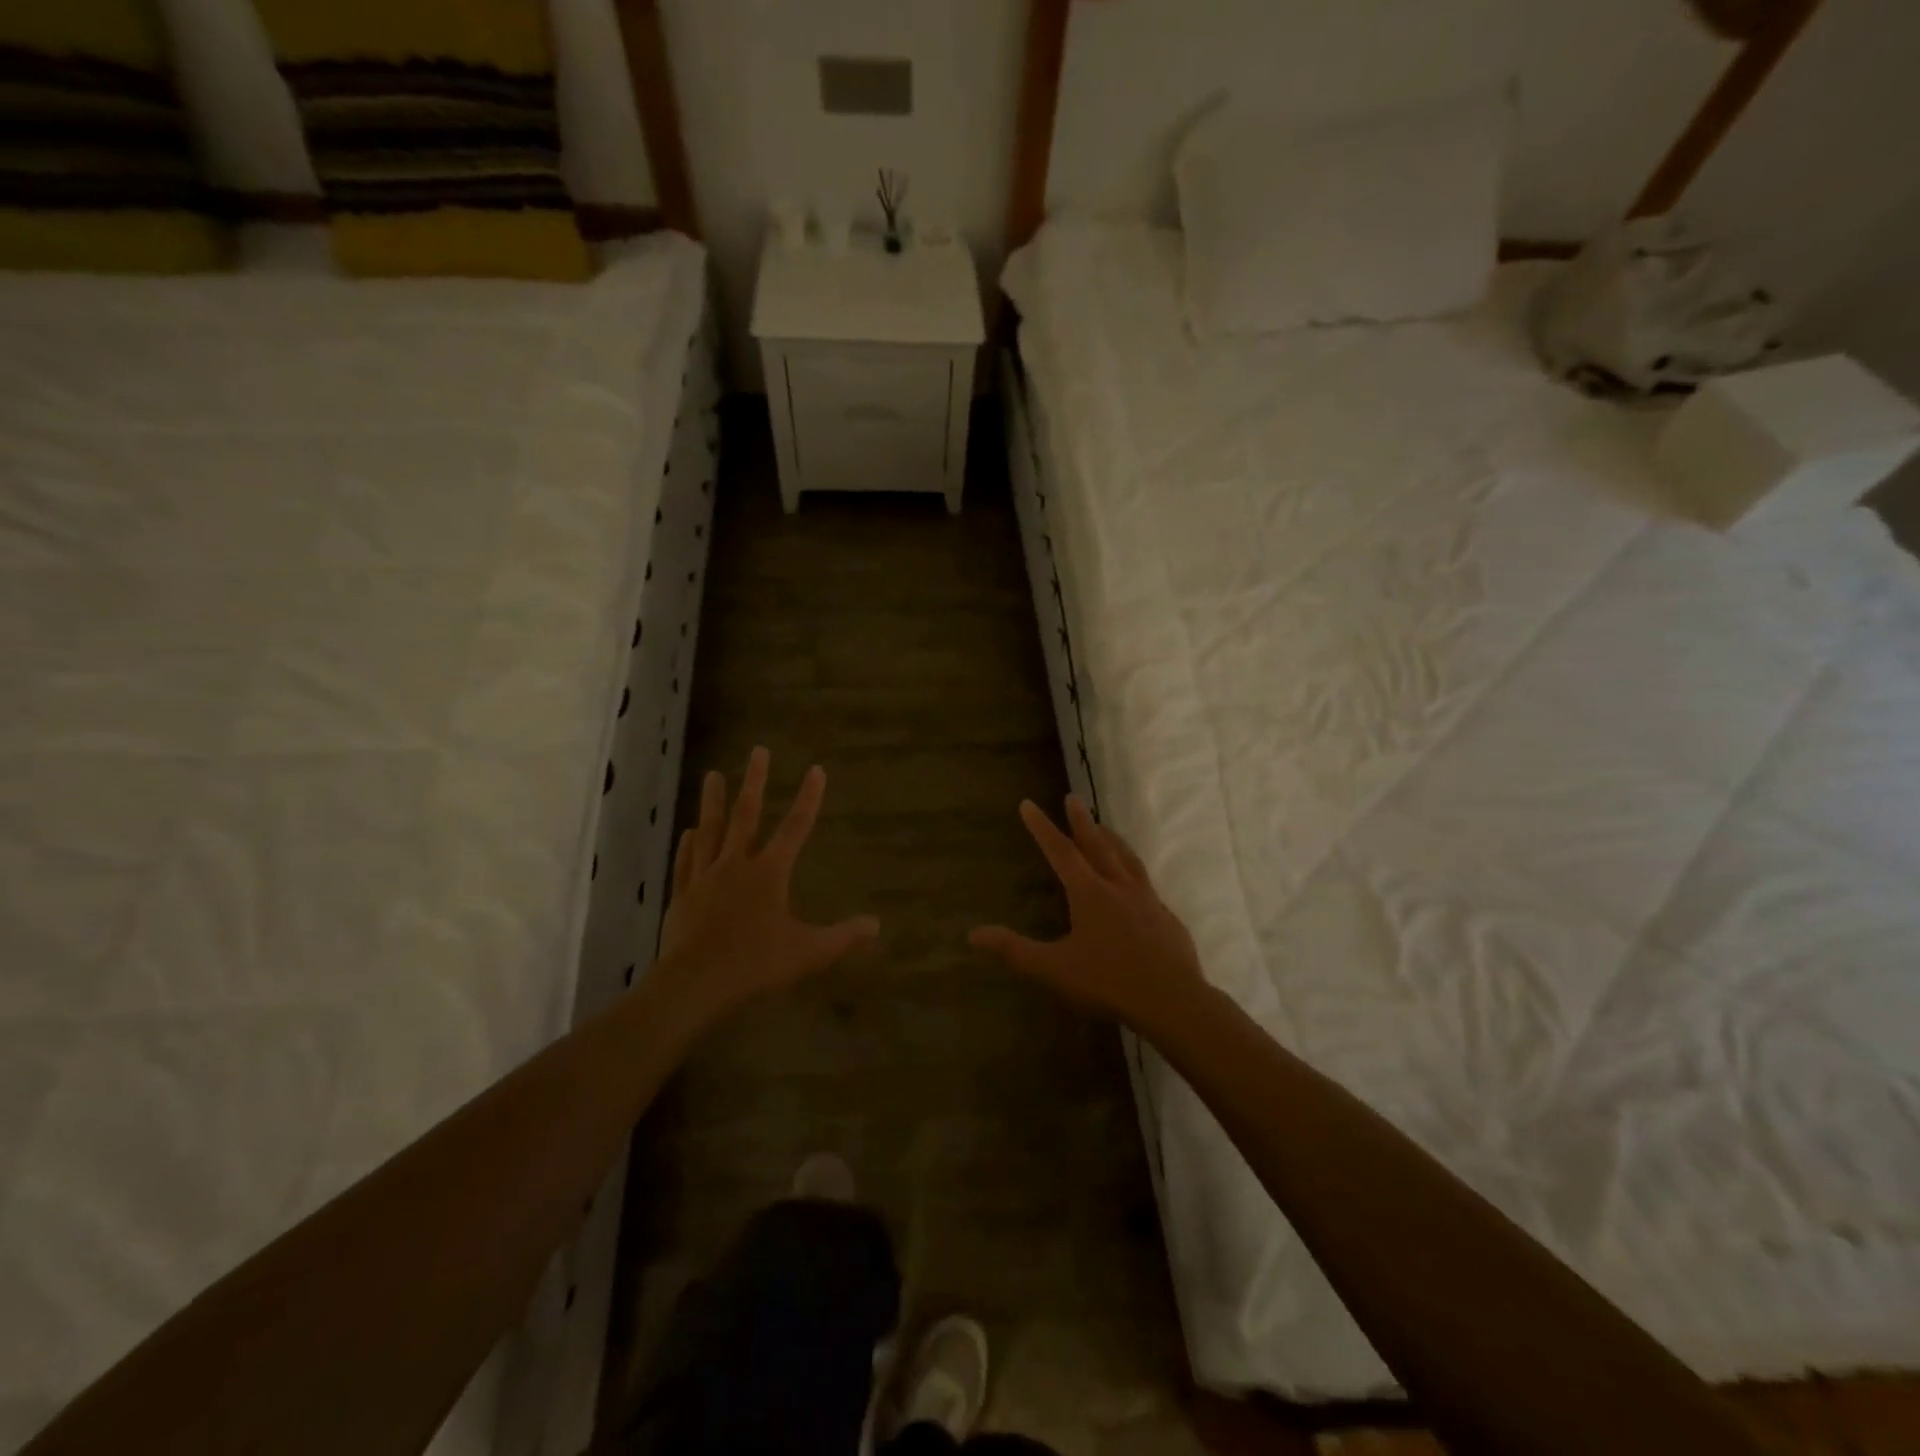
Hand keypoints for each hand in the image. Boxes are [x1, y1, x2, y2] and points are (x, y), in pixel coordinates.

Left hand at [657, 747, 878, 1021]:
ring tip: (713, 775)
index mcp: (769, 873)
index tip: (816, 770)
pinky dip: (688, 845)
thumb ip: (843, 936)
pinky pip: (686, 863)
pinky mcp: (682, 896)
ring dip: (714, 802)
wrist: (695, 983)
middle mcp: (736, 865)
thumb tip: (876, 925)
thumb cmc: (756, 963)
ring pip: (710, 831)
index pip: (795, 828)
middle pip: (746, 816)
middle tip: (757, 750)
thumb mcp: (809, 951)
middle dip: (754, 781)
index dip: (808, 798)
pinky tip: (688, 832)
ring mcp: (705, 878)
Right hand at [969, 795, 1203, 1028]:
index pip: (1060, 852)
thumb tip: (972, 934)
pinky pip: (1147, 887)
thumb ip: (1014, 950)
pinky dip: (1135, 875)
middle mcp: (1119, 887)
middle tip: (1073, 797)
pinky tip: (1137, 885)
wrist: (1172, 1001)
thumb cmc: (1107, 982)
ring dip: (1112, 840)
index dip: (1042, 828)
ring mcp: (1148, 901)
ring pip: (1127, 860)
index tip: (1028, 804)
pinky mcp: (1167, 919)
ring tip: (1105, 828)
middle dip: (1081, 821)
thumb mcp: (1053, 968)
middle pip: (1098, 845)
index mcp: (1089, 894)